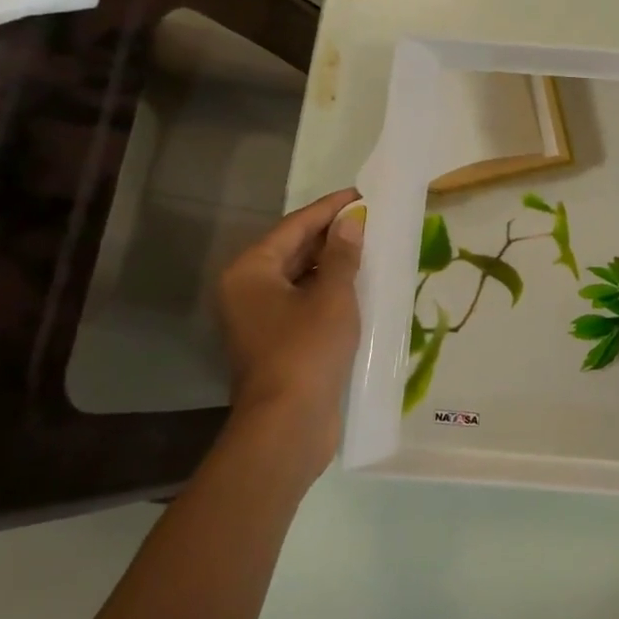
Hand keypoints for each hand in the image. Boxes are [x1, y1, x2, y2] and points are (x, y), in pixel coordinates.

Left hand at [216, 187, 363, 475]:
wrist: (288, 425)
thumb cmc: (306, 350)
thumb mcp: (332, 296)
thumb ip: (343, 255)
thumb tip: (351, 222)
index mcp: (250, 271)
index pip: (294, 226)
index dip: (329, 208)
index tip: (360, 194)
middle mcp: (247, 290)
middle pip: (294, 250)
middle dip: (332, 235)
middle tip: (370, 219)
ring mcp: (260, 318)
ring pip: (300, 277)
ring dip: (333, 263)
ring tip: (370, 246)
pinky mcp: (276, 341)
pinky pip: (304, 301)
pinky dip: (329, 290)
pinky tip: (359, 284)